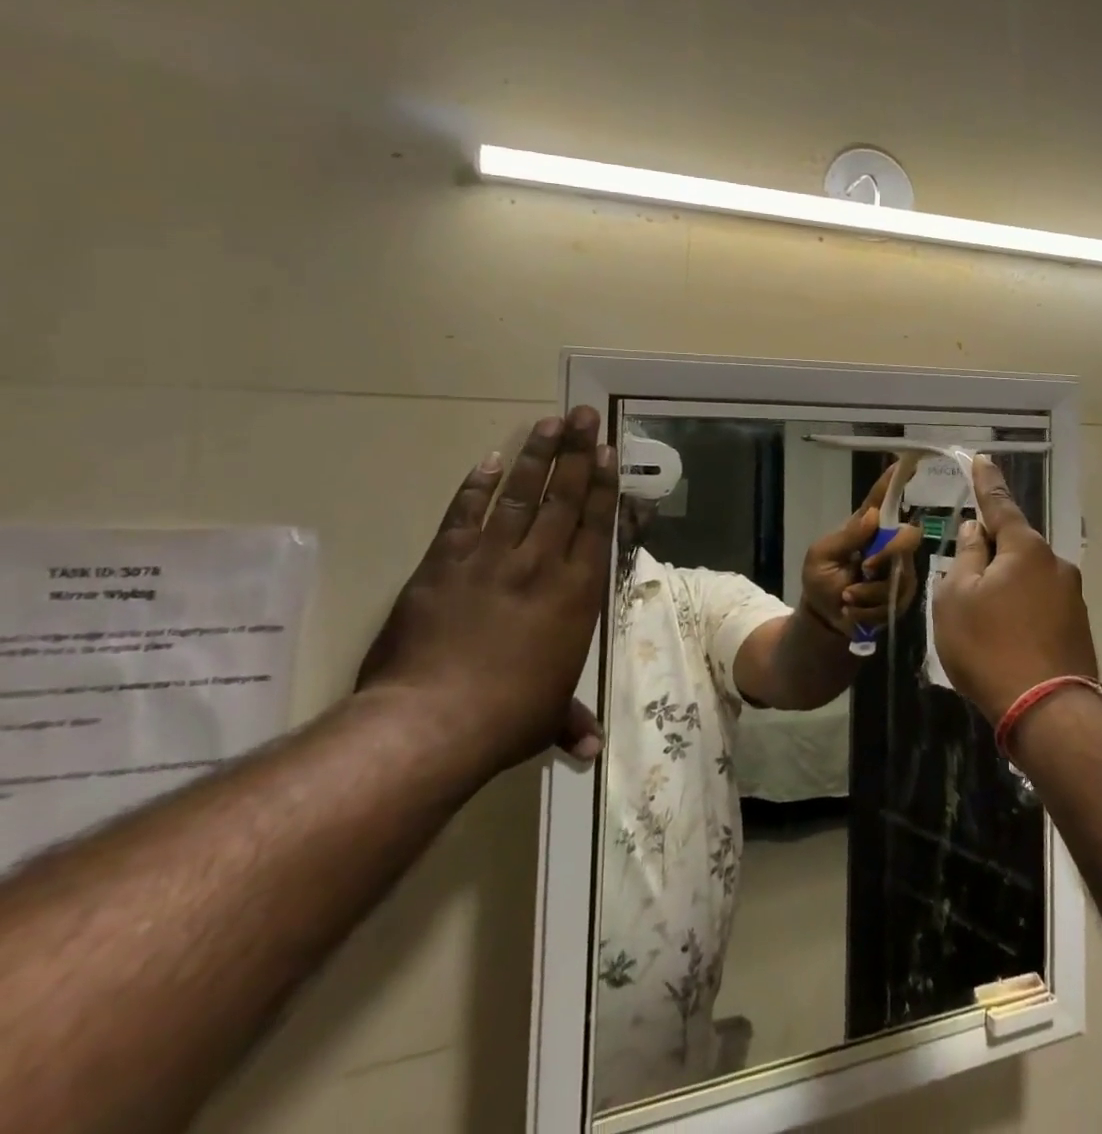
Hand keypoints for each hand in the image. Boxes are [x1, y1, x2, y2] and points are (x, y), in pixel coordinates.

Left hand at [355, 407, 617, 773]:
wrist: (431, 722)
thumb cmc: (507, 717)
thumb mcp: (547, 716)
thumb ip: (570, 719)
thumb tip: (590, 748)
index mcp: (577, 592)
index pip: (596, 525)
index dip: (604, 486)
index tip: (607, 453)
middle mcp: (541, 564)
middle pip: (563, 498)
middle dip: (577, 454)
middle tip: (584, 416)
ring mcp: (491, 559)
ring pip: (519, 495)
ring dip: (536, 457)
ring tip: (549, 423)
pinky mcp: (444, 564)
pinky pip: (464, 515)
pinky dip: (476, 487)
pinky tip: (489, 461)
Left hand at [799, 464, 925, 635]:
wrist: (824, 619)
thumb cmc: (820, 580)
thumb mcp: (821, 557)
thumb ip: (846, 538)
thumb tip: (873, 516)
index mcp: (867, 527)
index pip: (883, 499)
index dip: (895, 481)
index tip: (909, 461)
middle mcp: (888, 544)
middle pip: (908, 536)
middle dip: (887, 554)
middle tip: (864, 569)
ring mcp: (899, 570)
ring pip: (900, 575)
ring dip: (869, 592)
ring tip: (846, 598)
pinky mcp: (901, 596)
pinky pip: (895, 601)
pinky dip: (869, 610)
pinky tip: (853, 611)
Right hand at [933, 455, 1098, 723]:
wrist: (1048, 710)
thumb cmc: (989, 647)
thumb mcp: (956, 598)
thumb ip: (965, 557)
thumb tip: (975, 530)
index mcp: (1025, 548)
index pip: (1000, 504)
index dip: (986, 482)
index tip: (982, 458)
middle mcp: (1055, 563)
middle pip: (1014, 545)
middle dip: (990, 553)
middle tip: (964, 580)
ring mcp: (1071, 596)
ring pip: (1027, 577)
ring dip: (1005, 586)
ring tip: (982, 622)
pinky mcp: (1077, 626)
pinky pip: (1040, 604)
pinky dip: (1020, 611)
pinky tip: (1006, 640)